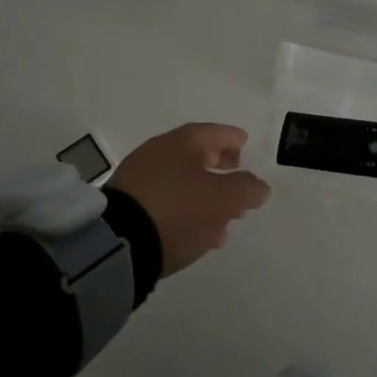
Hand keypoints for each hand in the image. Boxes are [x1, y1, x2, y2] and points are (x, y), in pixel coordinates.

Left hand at [109, 123, 270, 275]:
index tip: (245, 144)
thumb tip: (259, 186)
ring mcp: (139, 178)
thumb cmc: (178, 210)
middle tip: (237, 181)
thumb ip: (247, 189)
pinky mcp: (127, 205)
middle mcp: (159, 152)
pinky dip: (185, 209)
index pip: (214, 133)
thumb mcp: (223, 199)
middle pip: (197, 155)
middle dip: (220, 168)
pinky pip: (165, 200)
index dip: (233, 139)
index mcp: (183, 142)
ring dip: (204, 195)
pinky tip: (197, 231)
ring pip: (182, 181)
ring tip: (223, 219)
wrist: (118, 244)